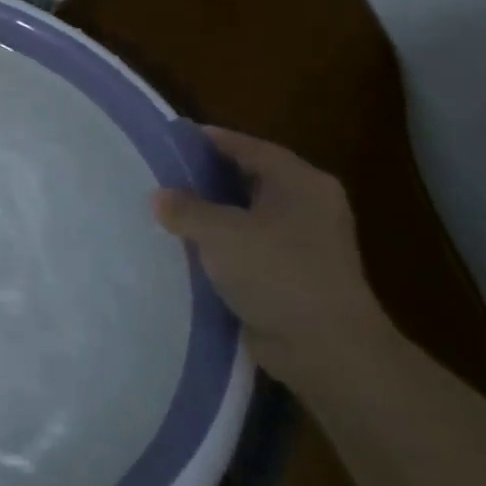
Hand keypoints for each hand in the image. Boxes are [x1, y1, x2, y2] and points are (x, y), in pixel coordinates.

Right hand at [152, 128, 395, 391]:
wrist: (325, 348)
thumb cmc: (277, 274)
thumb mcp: (221, 233)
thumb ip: (186, 209)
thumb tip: (160, 196)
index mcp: (301, 183)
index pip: (250, 148)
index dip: (211, 140)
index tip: (172, 137)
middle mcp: (307, 205)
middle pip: (250, 178)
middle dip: (208, 177)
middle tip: (163, 173)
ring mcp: (303, 242)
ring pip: (247, 215)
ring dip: (212, 214)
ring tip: (167, 210)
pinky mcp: (292, 274)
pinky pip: (249, 246)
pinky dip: (221, 244)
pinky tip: (188, 249)